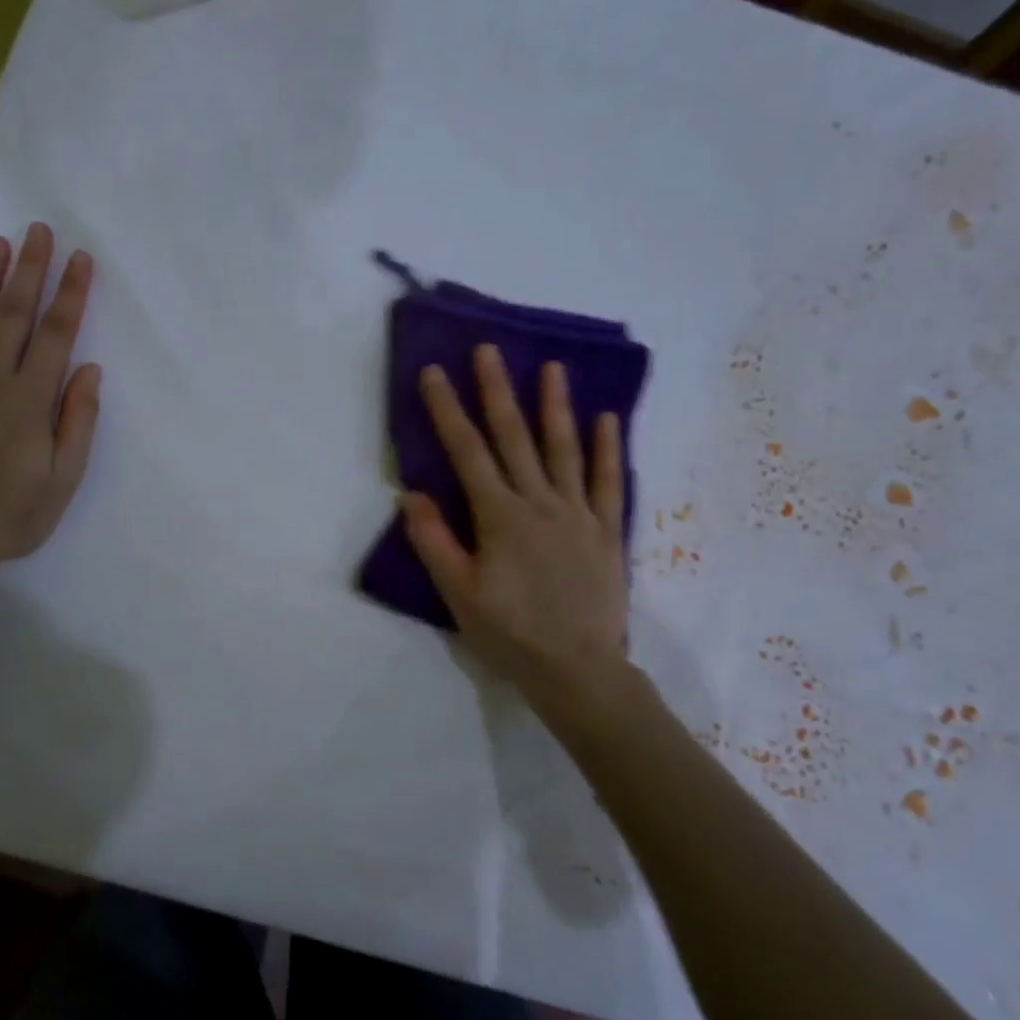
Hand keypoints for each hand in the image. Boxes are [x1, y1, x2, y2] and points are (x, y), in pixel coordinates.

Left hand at [0, 223, 100, 585]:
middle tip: (39, 230)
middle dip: (31, 270)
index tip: (81, 259)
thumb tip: (89, 370)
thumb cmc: (12, 515)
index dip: (71, 294)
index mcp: (31, 400)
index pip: (57, 335)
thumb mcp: (64, 478)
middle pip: (15, 315)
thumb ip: (78, 421)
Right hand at [402, 346, 632, 721]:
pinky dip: (607, 449)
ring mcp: (578, 513)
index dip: (448, 410)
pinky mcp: (607, 531)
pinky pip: (608, 482)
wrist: (577, 669)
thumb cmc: (510, 633)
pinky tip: (607, 418)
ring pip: (564, 449)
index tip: (435, 373)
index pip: (467, 452)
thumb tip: (412, 494)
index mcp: (499, 517)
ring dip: (555, 406)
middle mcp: (539, 503)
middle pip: (514, 438)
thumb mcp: (458, 594)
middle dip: (497, 391)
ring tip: (551, 367)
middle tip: (489, 350)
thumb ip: (434, 542)